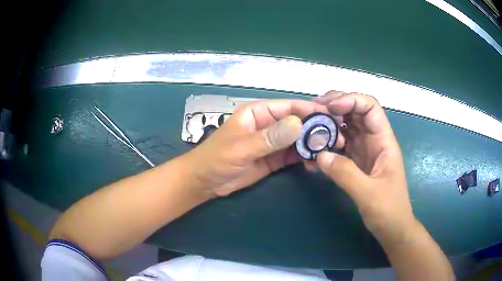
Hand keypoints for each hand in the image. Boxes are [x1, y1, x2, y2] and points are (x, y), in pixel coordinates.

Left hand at [183, 99, 344, 196]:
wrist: (205, 182)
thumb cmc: (216, 159)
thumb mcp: (242, 147)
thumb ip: (270, 137)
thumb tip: (299, 123)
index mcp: (258, 113)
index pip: (288, 107)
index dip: (309, 110)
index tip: (330, 116)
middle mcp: (268, 124)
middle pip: (297, 122)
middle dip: (316, 129)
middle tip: (337, 137)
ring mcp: (272, 143)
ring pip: (298, 139)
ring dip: (313, 144)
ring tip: (330, 151)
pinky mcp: (274, 159)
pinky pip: (293, 155)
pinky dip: (304, 158)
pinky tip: (314, 163)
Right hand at [314, 91, 413, 240]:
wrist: (392, 227)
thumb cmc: (388, 210)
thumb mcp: (368, 193)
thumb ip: (345, 174)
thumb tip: (319, 154)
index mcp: (384, 141)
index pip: (370, 107)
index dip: (351, 100)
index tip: (329, 108)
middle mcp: (374, 140)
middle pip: (356, 112)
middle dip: (335, 106)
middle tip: (313, 110)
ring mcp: (365, 150)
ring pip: (346, 127)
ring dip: (329, 124)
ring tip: (309, 127)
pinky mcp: (356, 161)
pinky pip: (340, 145)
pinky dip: (327, 143)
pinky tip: (314, 149)